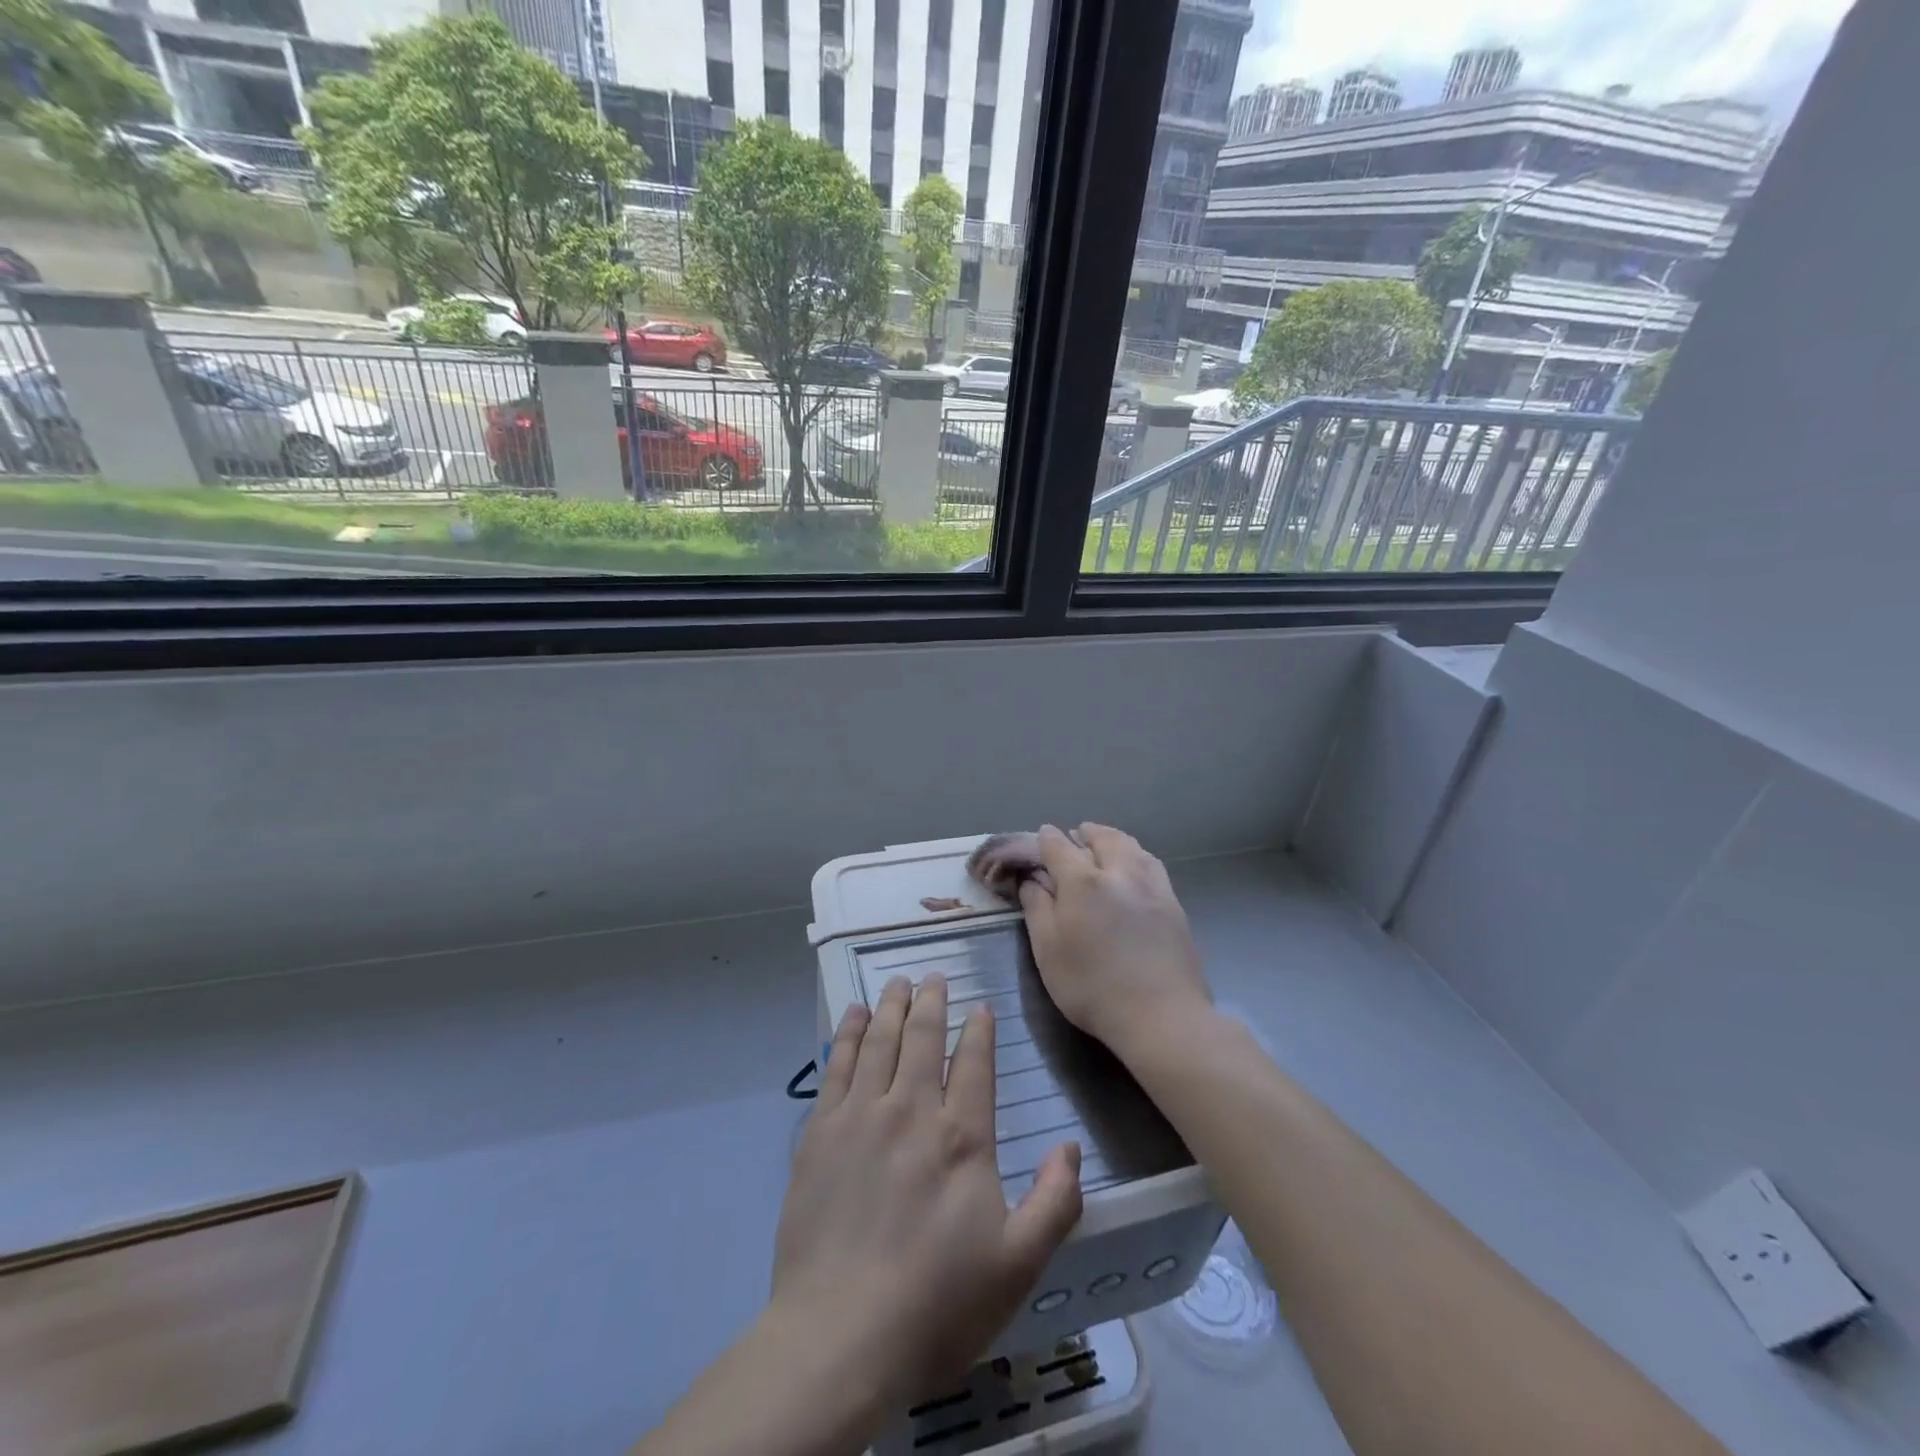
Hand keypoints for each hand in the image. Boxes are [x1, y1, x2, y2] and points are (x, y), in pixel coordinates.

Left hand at [770, 973, 1083, 1410]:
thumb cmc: (936, 1305)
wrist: (839, 1337)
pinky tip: (852, 1015)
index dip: (979, 1030)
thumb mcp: (1017, 1266)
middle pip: (923, 1038)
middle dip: (932, 1001)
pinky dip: (847, 1033)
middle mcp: (911, 1111)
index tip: (980, 1007)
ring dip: (891, 1006)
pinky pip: (837, 1065)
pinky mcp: (820, 1132)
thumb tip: (1071, 1147)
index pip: (974, 1063)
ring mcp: (861, 1117)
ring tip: (898, 982)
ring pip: (880, 1040)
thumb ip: (1054, 1202)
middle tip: (934, 976)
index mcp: (962, 1137)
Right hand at [1018, 823, 1212, 1060]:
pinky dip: (1136, 856)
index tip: (1041, 838)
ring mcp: (1152, 885)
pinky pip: (1151, 864)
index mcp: (1082, 881)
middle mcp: (1119, 872)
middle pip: (1102, 837)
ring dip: (1112, 840)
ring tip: (1103, 846)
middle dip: (1085, 833)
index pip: (1059, 845)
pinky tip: (1134, 869)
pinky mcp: (1173, 903)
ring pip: (1131, 846)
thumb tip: (1032, 879)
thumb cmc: (1092, 987)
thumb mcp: (1048, 951)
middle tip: (1074, 837)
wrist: (1161, 1016)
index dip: (1046, 839)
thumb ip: (1037, 908)